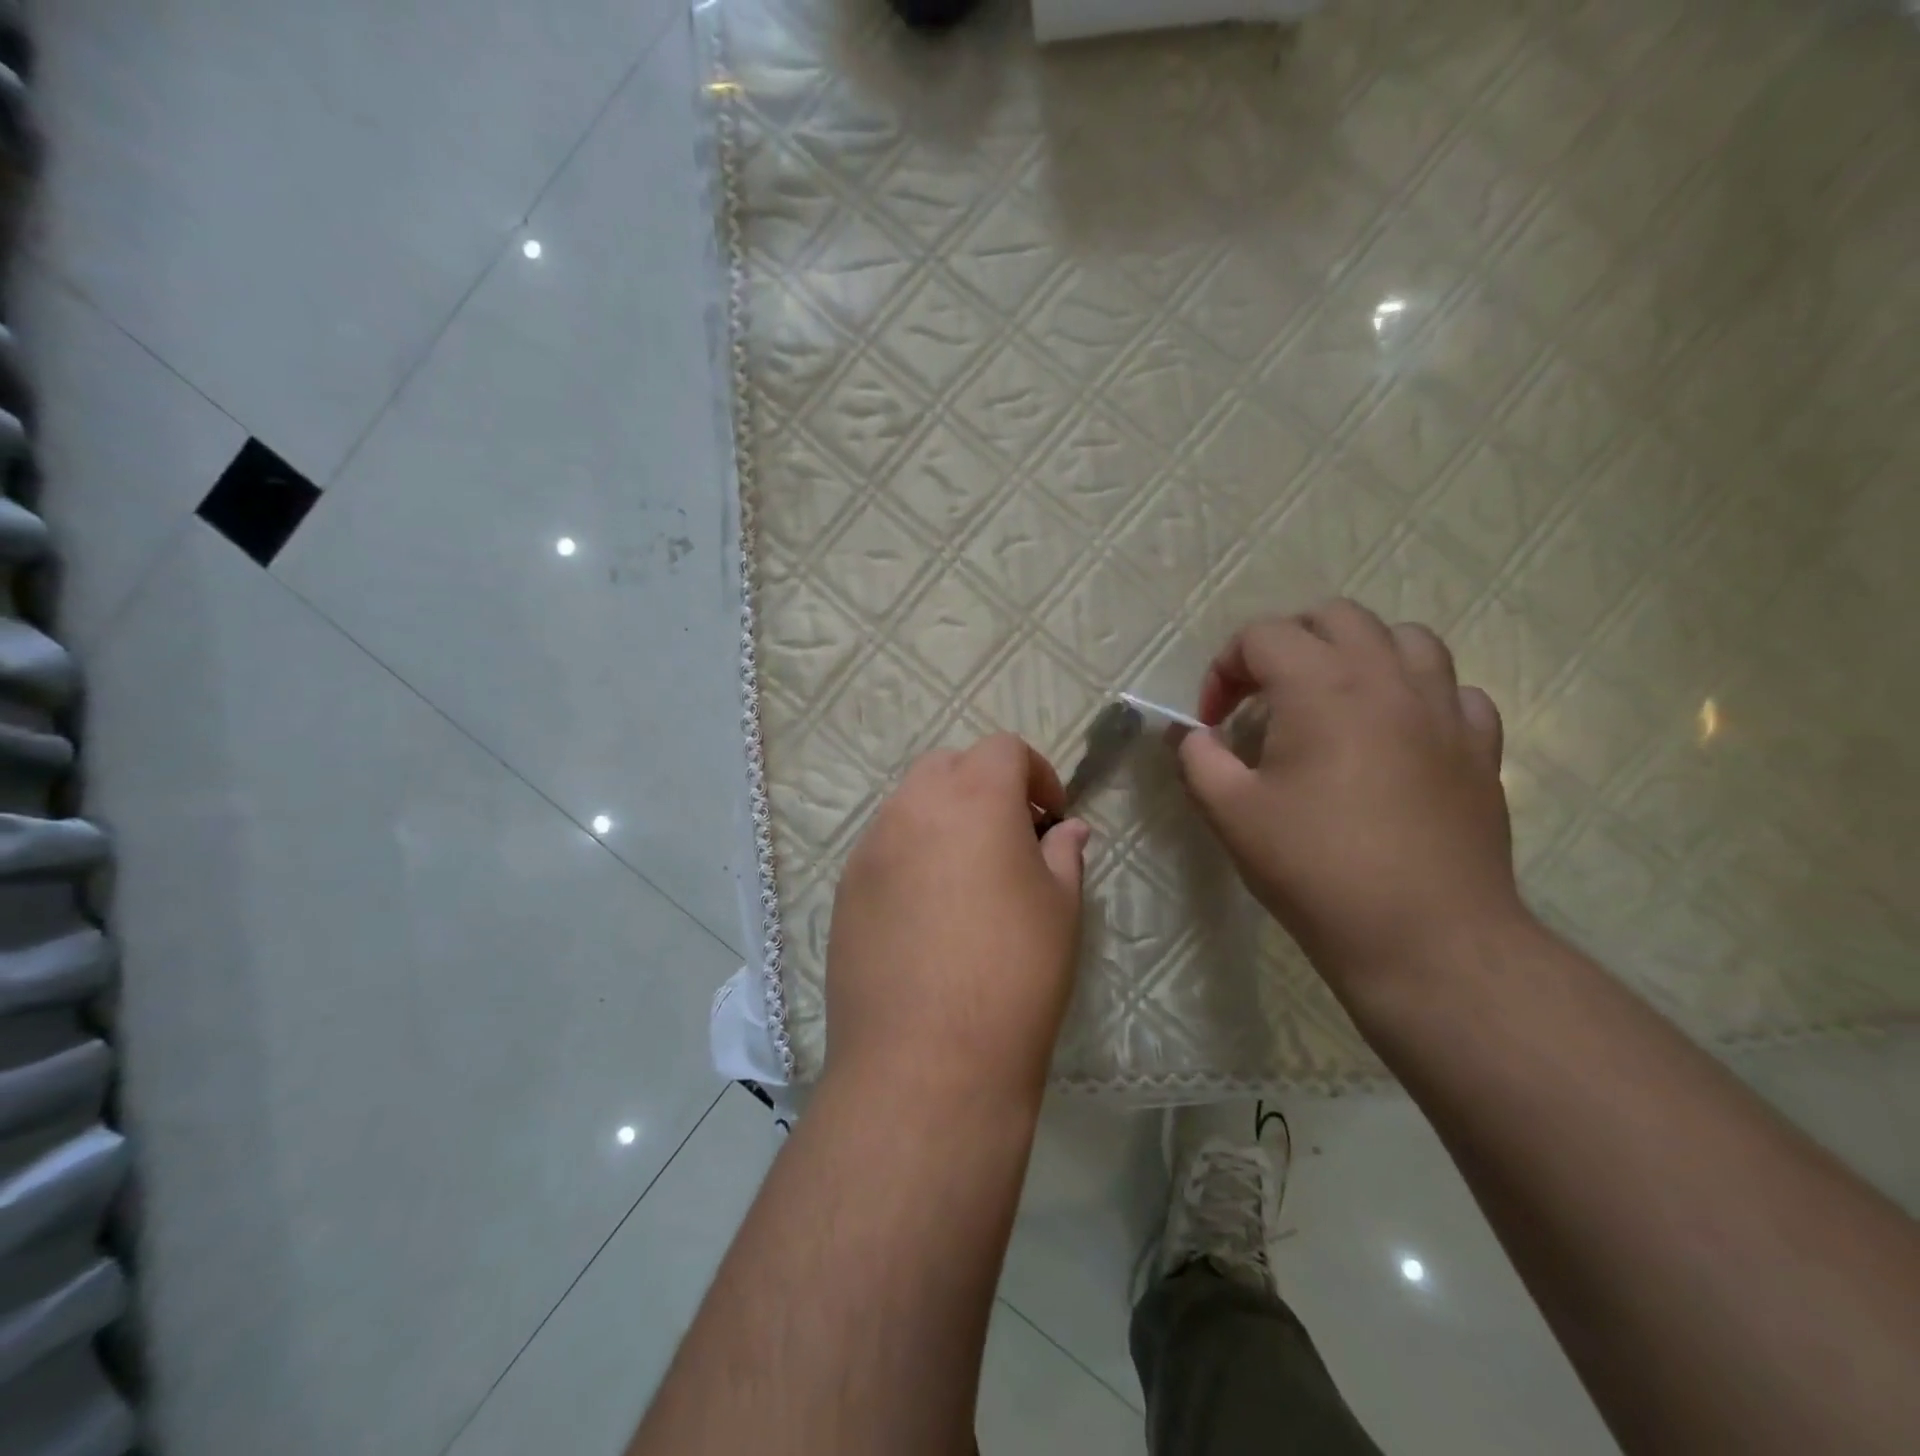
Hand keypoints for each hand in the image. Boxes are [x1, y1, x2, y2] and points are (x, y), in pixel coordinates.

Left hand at [824, 734, 1090, 1110]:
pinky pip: (883, 849)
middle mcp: (912, 808)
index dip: (1035, 773)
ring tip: (968, 877)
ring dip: (944, 819)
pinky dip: (911, 855)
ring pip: (910, 805)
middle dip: (985, 786)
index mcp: (974, 798)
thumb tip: (1068, 830)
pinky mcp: (845, 891)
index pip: (1002, 748)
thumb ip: (1064, 854)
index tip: (1051, 817)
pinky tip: (928, 913)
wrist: (927, 1062)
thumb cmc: (1014, 975)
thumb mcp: (1060, 909)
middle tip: (1011, 838)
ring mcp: (870, 849)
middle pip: (948, 766)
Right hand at [1178, 601, 1527, 994]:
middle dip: (1286, 644)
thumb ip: (1198, 759)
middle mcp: (1387, 677)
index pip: (1262, 636)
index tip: (1213, 722)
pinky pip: (1452, 688)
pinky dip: (1416, 692)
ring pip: (1404, 637)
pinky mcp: (1479, 745)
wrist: (1425, 936)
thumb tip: (1192, 736)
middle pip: (1334, 617)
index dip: (1223, 670)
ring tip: (1333, 699)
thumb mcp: (1230, 813)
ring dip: (1357, 653)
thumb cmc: (1316, 869)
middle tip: (1264, 698)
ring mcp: (1444, 707)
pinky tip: (1396, 731)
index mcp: (1321, 685)